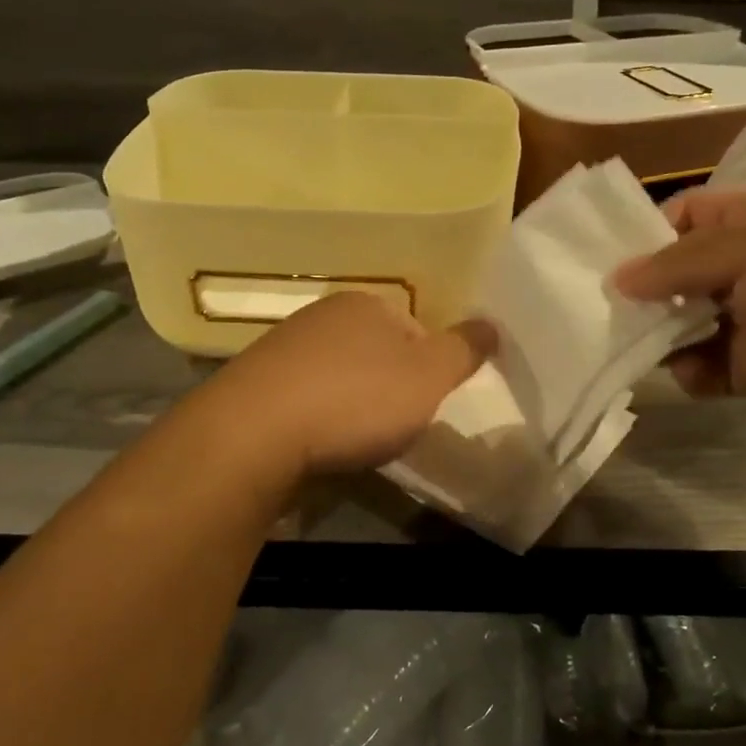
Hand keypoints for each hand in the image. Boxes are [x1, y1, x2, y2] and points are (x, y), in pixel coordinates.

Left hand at [198, 291, 495, 476]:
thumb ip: (464, 350)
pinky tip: (316, 442)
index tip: (424, 404)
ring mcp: (281, 347)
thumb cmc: (355, 400)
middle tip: (393, 424)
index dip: (428, 368)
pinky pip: (302, 396)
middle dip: (387, 384)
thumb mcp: (428, 378)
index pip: (414, 328)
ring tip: (354, 439)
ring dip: (350, 401)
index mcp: (366, 303)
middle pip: (374, 350)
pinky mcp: (253, 383)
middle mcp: (321, 314)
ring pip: (337, 373)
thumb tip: (493, 324)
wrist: (254, 435)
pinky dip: (316, 416)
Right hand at [614, 184, 745, 436]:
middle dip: (641, 291)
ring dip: (656, 335)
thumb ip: (680, 262)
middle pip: (678, 272)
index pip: (687, 214)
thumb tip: (618, 278)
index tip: (604, 262)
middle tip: (598, 311)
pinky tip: (689, 374)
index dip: (645, 233)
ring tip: (629, 347)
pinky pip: (706, 367)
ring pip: (684, 322)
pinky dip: (688, 372)